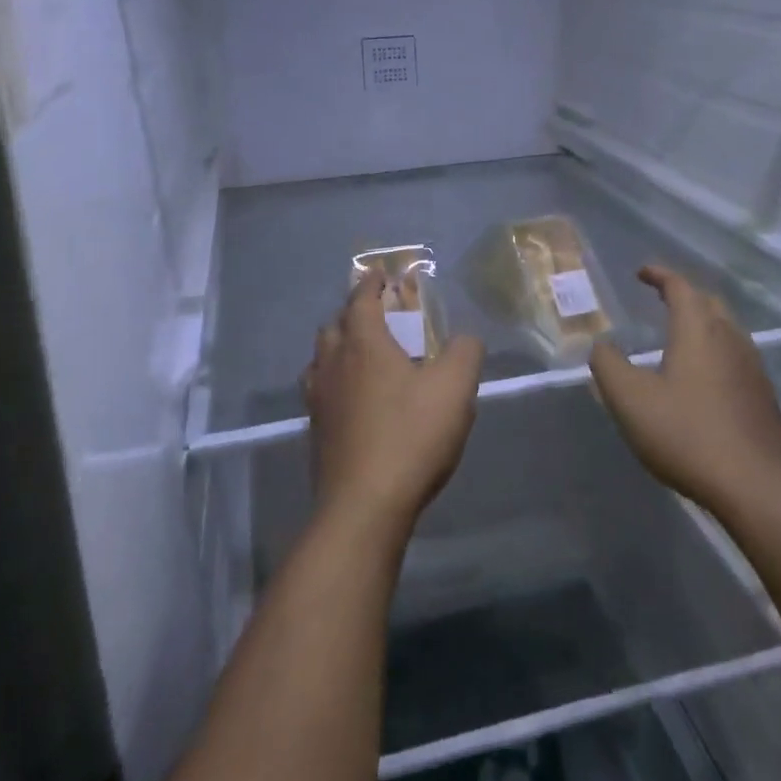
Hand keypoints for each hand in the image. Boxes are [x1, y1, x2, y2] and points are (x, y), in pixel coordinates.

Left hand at [302, 274, 482, 539]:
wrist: (364, 506)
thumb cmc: (411, 436)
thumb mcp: (455, 388)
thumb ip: (465, 352)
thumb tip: (465, 339)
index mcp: (363, 343)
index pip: (360, 299)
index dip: (370, 283)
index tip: (379, 274)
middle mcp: (332, 363)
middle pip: (334, 326)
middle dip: (353, 314)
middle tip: (378, 318)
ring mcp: (318, 399)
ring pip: (321, 359)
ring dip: (339, 348)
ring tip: (364, 358)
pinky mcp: (316, 431)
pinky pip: (320, 391)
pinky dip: (334, 382)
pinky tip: (354, 400)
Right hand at [589, 266, 780, 520]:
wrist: (757, 486)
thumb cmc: (687, 434)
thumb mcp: (630, 399)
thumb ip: (608, 365)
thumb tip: (600, 345)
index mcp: (698, 330)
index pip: (680, 287)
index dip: (660, 275)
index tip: (641, 272)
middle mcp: (730, 339)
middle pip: (709, 303)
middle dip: (683, 295)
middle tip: (660, 298)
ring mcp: (752, 368)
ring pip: (726, 329)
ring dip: (702, 322)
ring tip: (679, 334)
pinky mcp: (763, 397)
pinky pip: (735, 356)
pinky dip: (714, 350)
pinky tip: (702, 376)